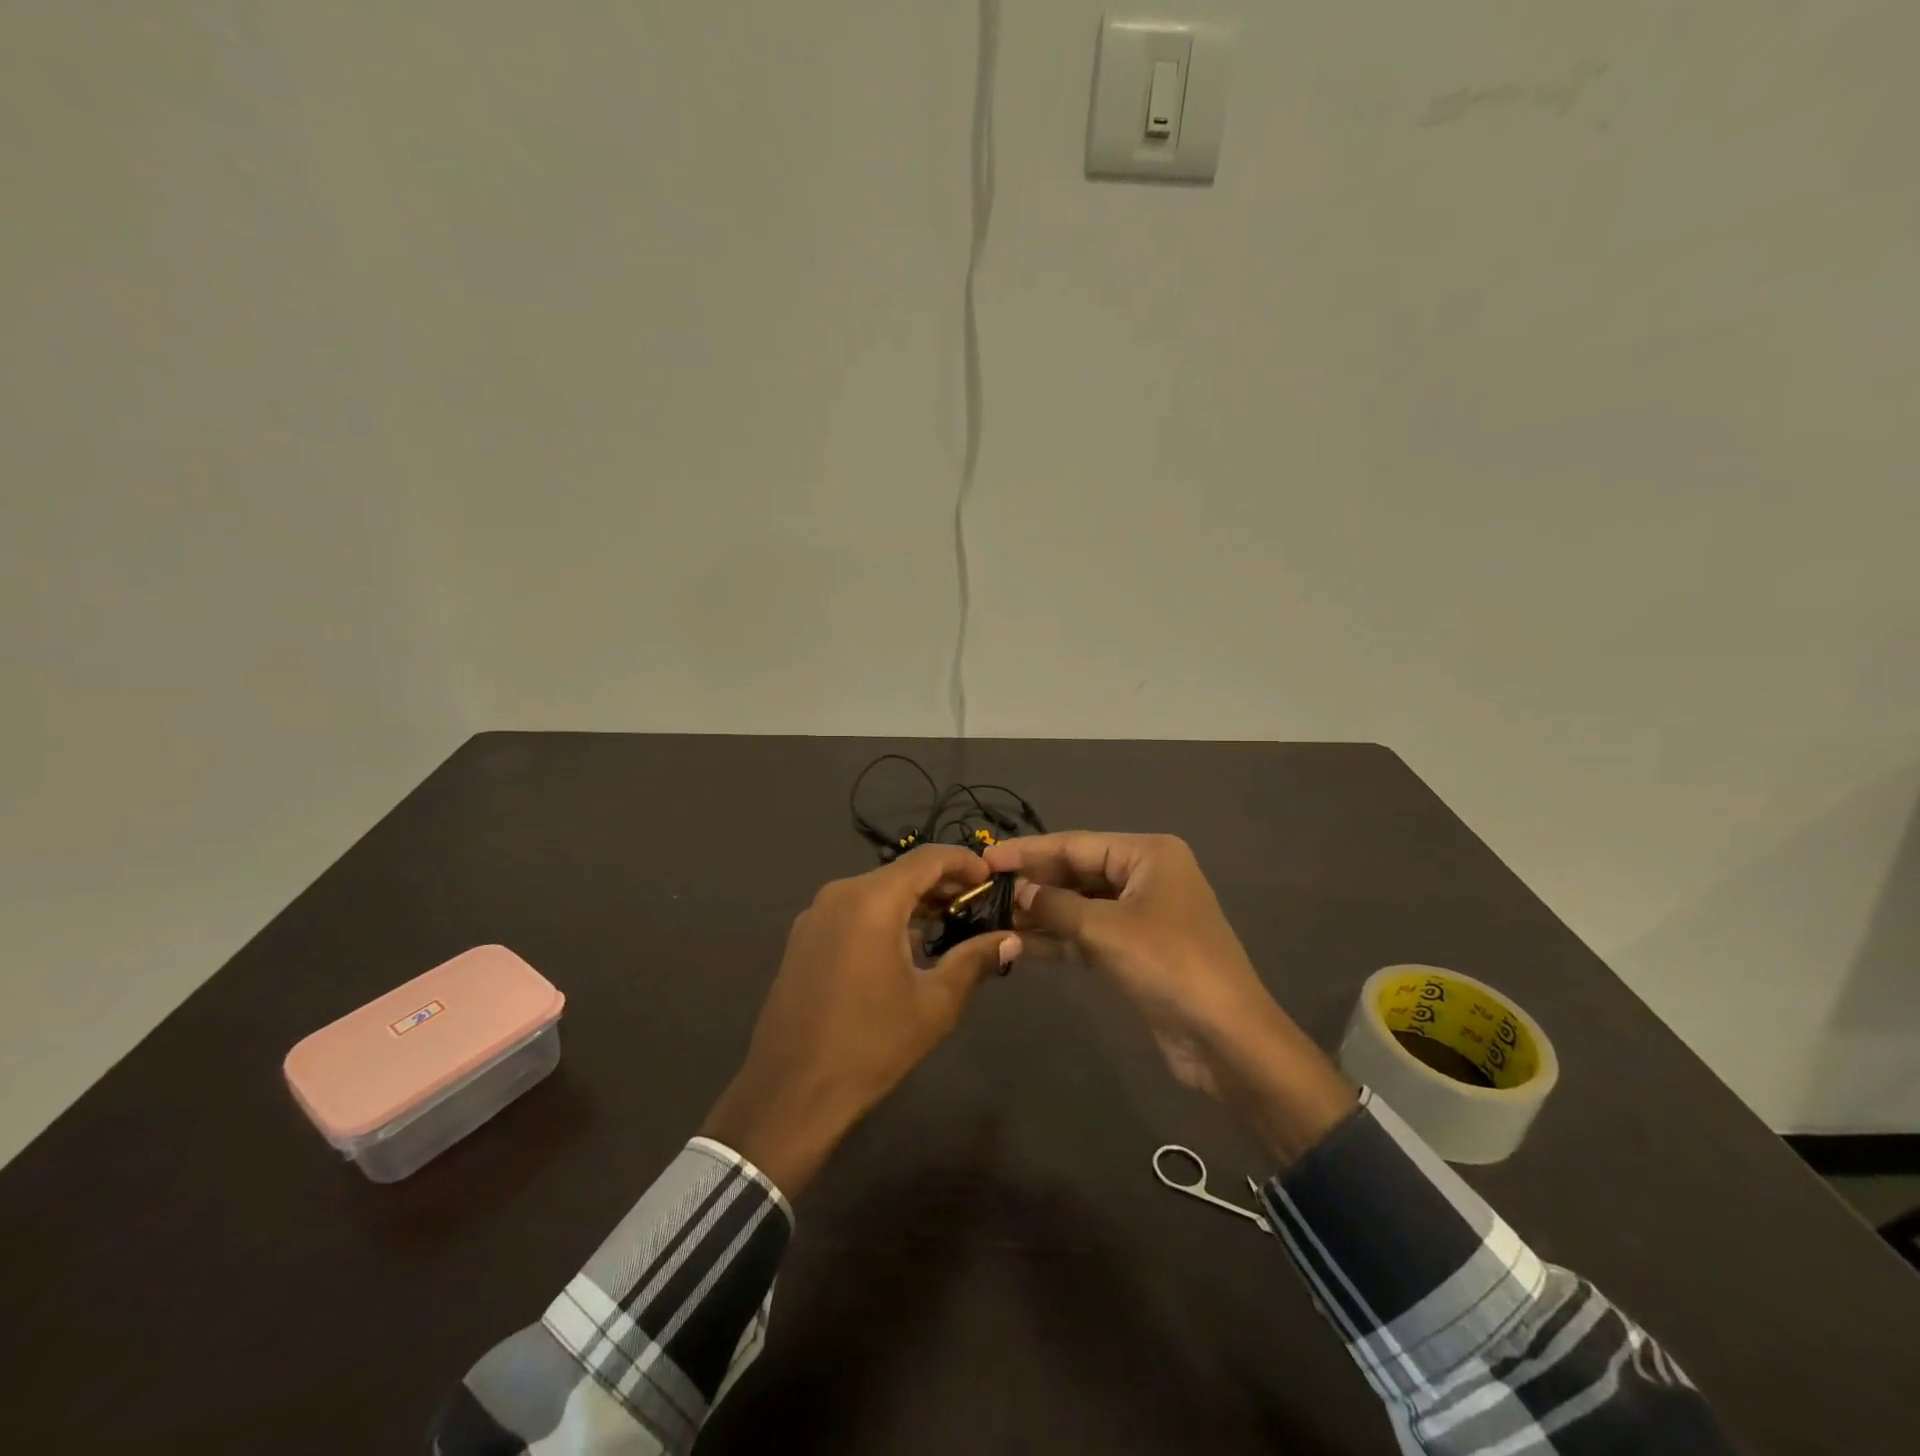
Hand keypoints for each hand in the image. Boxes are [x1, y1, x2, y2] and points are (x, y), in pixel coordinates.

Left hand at [700, 845, 1020, 1197]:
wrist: (791, 1092)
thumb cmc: (871, 1044)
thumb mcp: (935, 1003)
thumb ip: (974, 960)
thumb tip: (1011, 939)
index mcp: (872, 900)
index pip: (927, 858)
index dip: (964, 862)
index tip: (991, 879)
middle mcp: (839, 895)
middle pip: (900, 873)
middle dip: (941, 885)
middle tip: (976, 907)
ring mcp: (815, 916)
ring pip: (875, 892)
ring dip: (912, 903)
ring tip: (947, 927)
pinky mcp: (803, 939)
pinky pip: (852, 912)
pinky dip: (883, 917)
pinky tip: (904, 948)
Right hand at [983, 832, 1353, 1166]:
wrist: (1226, 1039)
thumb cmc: (1169, 966)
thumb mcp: (1106, 930)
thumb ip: (1056, 906)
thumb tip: (1018, 891)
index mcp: (1148, 854)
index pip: (1075, 844)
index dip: (1028, 851)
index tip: (985, 857)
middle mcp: (1146, 876)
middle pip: (1078, 872)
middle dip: (1035, 883)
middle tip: (984, 891)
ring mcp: (1142, 914)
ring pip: (1080, 905)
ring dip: (1042, 913)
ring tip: (993, 916)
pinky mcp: (1136, 950)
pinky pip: (1089, 934)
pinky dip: (1059, 938)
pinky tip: (1020, 943)